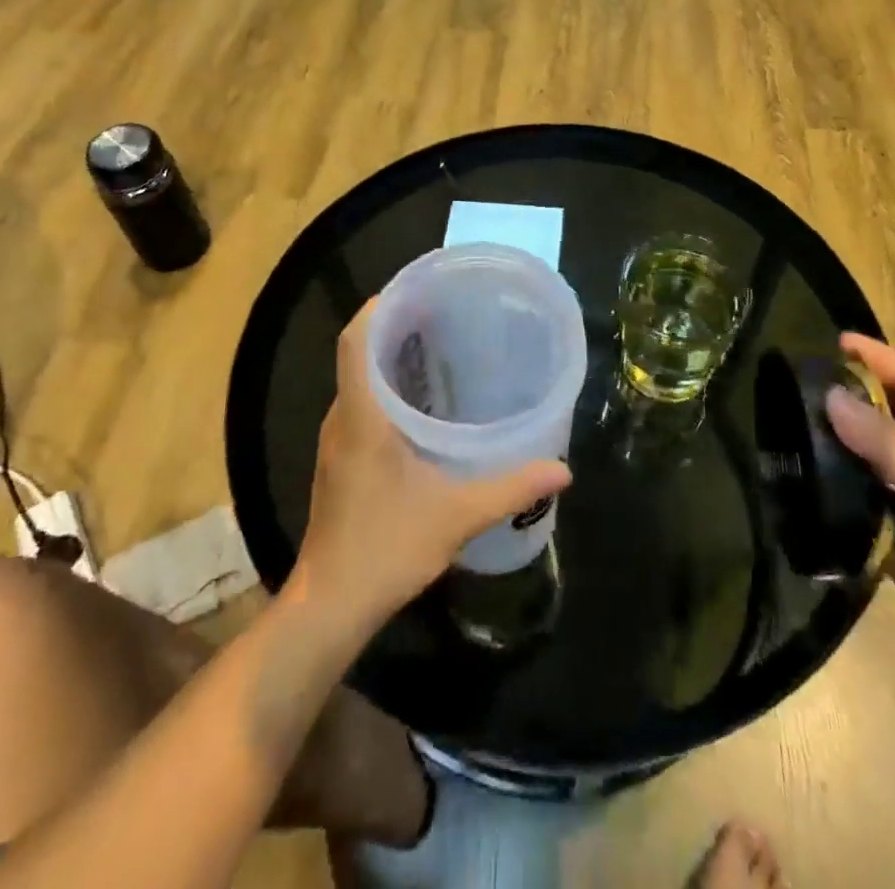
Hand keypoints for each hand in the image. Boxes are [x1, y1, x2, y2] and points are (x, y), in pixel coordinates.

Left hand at [295, 300, 571, 625]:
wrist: (332, 604)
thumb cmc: (386, 546)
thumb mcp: (457, 514)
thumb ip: (510, 488)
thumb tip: (562, 470)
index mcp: (361, 415)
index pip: (355, 341)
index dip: (378, 308)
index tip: (414, 290)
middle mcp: (342, 418)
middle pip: (358, 354)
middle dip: (394, 327)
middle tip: (442, 315)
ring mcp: (337, 441)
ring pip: (359, 381)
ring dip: (390, 359)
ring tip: (438, 348)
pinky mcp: (341, 461)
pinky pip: (360, 405)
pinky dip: (387, 389)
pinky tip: (424, 404)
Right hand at [826, 334, 894, 686]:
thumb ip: (887, 445)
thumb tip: (832, 395)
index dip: (878, 356)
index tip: (836, 342)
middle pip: (883, 416)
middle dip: (846, 392)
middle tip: (794, 388)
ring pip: (864, 459)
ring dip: (831, 442)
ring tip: (783, 433)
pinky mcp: (894, 540)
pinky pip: (855, 504)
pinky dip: (829, 491)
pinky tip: (798, 491)